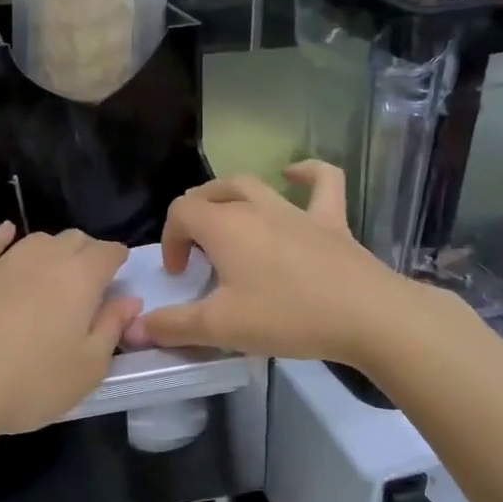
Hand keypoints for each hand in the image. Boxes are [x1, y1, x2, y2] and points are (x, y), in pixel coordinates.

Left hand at [0, 224, 140, 443]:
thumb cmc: (30, 383)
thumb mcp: (88, 368)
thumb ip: (111, 328)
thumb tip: (129, 300)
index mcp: (80, 278)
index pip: (107, 252)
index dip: (117, 259)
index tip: (120, 273)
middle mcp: (43, 259)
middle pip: (73, 239)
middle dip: (87, 252)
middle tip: (90, 280)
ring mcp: (1, 263)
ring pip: (36, 240)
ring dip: (52, 248)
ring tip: (55, 269)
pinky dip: (2, 236)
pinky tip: (6, 233)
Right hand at [127, 163, 455, 366]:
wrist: (368, 316)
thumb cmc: (287, 316)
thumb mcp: (221, 327)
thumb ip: (173, 326)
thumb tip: (134, 328)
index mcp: (225, 227)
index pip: (181, 212)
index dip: (171, 239)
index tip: (181, 275)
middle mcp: (256, 208)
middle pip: (211, 192)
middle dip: (194, 216)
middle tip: (196, 252)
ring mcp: (297, 210)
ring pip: (254, 184)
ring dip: (231, 195)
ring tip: (225, 217)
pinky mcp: (332, 221)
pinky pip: (322, 182)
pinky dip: (306, 173)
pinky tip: (294, 174)